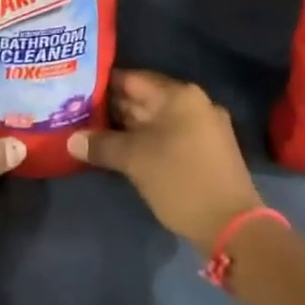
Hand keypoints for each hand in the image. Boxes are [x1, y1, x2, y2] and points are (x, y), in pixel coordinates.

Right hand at [68, 70, 262, 247]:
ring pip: (157, 119)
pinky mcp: (208, 150)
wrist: (232, 225)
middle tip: (78, 114)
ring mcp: (204, 127)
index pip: (132, 79)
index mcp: (179, 95)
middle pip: (145, 98)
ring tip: (94, 132)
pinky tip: (124, 151)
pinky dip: (147, 140)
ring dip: (128, 126)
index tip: (77, 92)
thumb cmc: (180, 180)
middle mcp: (195, 103)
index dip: (103, 85)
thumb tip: (71, 140)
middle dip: (113, 108)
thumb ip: (101, 145)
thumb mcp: (134, 160)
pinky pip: (170, 135)